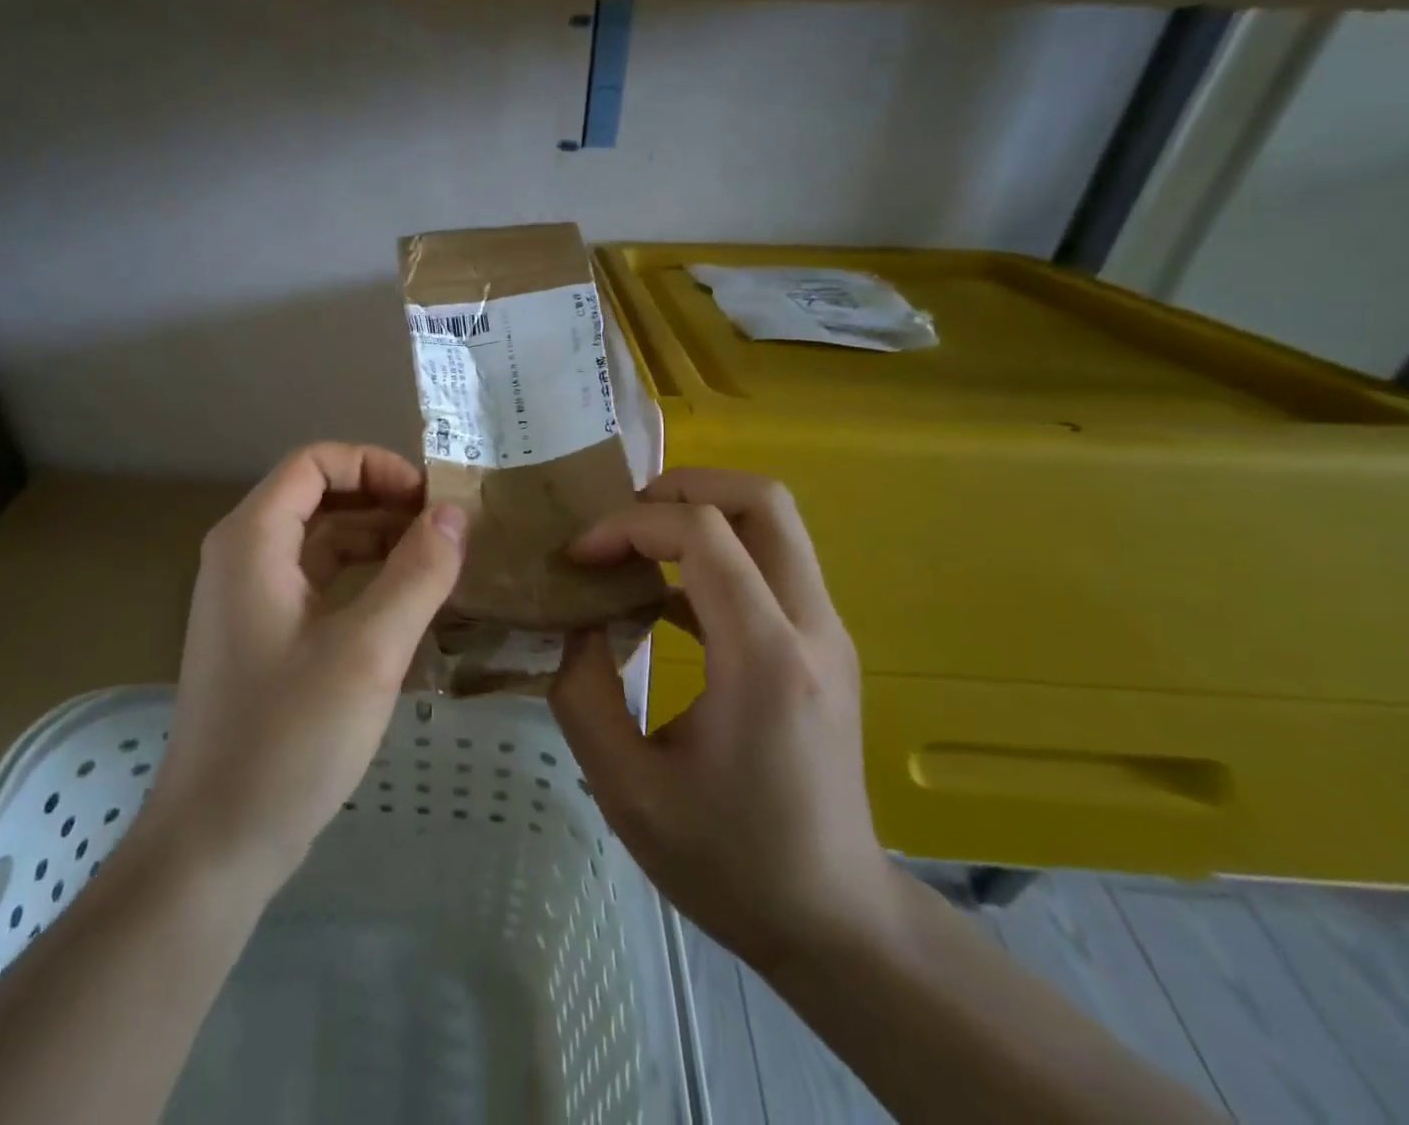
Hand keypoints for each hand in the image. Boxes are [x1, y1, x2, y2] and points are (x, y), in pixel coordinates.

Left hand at [140, 444, 466, 890]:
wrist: (214, 845)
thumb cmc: (288, 738)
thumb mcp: (368, 651)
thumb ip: (418, 573)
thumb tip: (455, 513)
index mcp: (252, 541)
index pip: (316, 463)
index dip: (376, 466)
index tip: (430, 500)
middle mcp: (243, 557)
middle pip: (319, 498)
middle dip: (385, 503)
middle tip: (448, 530)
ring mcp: (250, 599)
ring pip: (322, 543)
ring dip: (379, 543)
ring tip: (441, 564)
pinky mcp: (264, 637)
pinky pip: (319, 584)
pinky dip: (363, 581)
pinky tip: (408, 606)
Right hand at [550, 469, 899, 973]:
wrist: (835, 922)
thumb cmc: (729, 863)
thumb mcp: (626, 789)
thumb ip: (583, 692)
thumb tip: (575, 622)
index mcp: (765, 658)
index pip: (703, 534)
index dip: (629, 525)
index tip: (580, 556)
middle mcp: (810, 627)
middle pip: (761, 499)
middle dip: (679, 488)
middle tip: (618, 522)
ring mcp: (826, 633)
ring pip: (773, 522)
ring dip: (698, 513)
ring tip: (632, 547)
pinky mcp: (821, 645)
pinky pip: (769, 563)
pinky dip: (713, 554)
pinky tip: (660, 599)